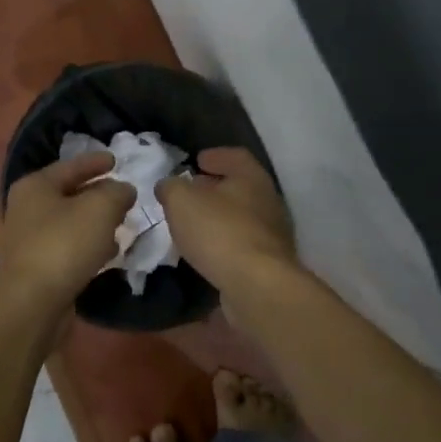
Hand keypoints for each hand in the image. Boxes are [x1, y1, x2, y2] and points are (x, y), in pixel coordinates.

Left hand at [0, 151, 133, 310]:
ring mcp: (30, 240)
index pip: (70, 166)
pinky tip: (108, 253)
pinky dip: (89, 246)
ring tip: (122, 224)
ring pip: (71, 223)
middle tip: (124, 195)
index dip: (95, 162)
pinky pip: (69, 248)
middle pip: (70, 194)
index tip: (116, 160)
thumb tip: (123, 190)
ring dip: (96, 223)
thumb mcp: (100, 208)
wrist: (32, 304)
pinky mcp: (38, 267)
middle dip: (99, 195)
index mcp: (35, 186)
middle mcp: (27, 209)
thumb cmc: (64, 245)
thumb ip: (117, 192)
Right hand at [157, 147, 295, 297]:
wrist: (256, 286)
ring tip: (193, 223)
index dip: (216, 156)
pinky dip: (224, 242)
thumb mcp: (181, 201)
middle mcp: (268, 201)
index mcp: (252, 177)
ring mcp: (272, 234)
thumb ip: (171, 187)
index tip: (198, 160)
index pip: (236, 156)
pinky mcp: (268, 263)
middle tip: (190, 191)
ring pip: (241, 216)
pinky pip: (242, 243)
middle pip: (240, 187)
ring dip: (219, 217)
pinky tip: (206, 250)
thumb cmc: (219, 232)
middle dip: (215, 187)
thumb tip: (168, 186)